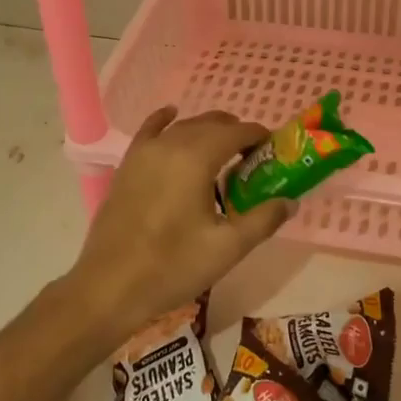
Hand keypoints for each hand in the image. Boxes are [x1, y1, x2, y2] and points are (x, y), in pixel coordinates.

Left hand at [65, 108, 292, 341]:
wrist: (110, 286)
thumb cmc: (172, 267)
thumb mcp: (227, 248)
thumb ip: (263, 220)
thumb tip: (289, 201)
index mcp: (196, 158)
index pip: (236, 132)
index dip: (258, 136)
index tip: (273, 151)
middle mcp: (170, 144)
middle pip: (211, 124)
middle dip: (235, 134)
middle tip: (252, 160)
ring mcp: (144, 152)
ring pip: (184, 126)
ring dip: (207, 132)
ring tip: (224, 154)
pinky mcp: (127, 165)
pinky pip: (150, 130)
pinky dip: (166, 120)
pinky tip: (172, 115)